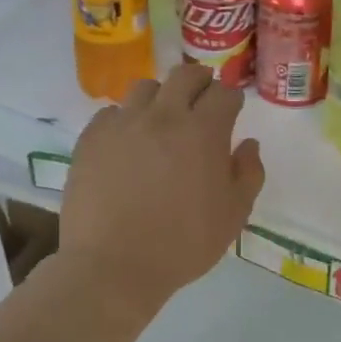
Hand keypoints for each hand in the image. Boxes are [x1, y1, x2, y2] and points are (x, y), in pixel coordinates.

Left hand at [59, 65, 264, 306]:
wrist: (113, 266)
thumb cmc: (183, 245)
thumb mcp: (233, 216)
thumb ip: (248, 174)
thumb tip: (248, 145)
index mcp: (203, 132)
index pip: (224, 93)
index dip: (231, 99)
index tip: (231, 110)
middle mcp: (163, 116)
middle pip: (185, 75)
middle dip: (200, 81)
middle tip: (202, 99)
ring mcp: (123, 124)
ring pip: (145, 88)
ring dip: (161, 97)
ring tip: (161, 119)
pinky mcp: (91, 138)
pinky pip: (112, 113)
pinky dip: (125, 120)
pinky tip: (127, 143)